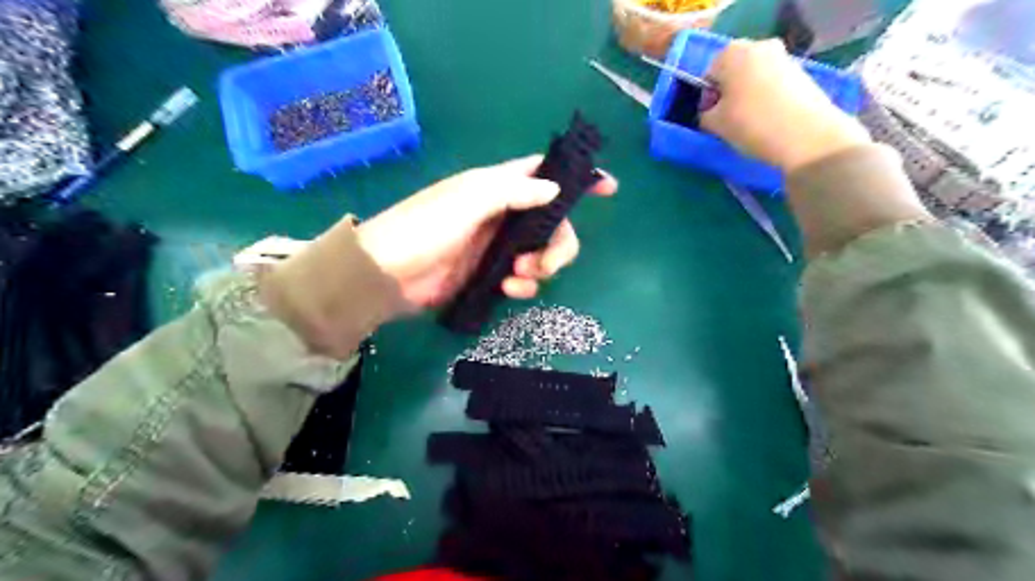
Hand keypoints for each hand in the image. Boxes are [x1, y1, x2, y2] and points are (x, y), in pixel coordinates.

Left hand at [357, 153, 617, 308]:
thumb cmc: (424, 228)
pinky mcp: (490, 275)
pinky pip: (524, 279)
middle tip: (544, 263)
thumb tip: (554, 190)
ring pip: (543, 254)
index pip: (545, 173)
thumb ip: (513, 191)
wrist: (387, 275)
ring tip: (518, 277)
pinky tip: (509, 290)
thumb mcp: (468, 200)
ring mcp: (498, 247)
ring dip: (541, 268)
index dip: (577, 178)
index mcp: (498, 187)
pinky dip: (524, 286)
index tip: (608, 188)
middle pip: (554, 223)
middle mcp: (503, 214)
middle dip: (559, 244)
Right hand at [705, 39, 872, 173]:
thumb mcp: (714, 124)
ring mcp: (784, 58)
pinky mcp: (802, 73)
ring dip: (749, 97)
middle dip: (729, 93)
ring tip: (752, 123)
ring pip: (755, 78)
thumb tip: (711, 111)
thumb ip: (705, 114)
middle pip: (734, 72)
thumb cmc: (752, 124)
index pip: (708, 75)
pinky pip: (774, 85)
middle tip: (730, 121)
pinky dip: (768, 99)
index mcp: (732, 53)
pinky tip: (770, 121)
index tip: (713, 119)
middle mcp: (759, 46)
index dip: (708, 98)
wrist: (807, 135)